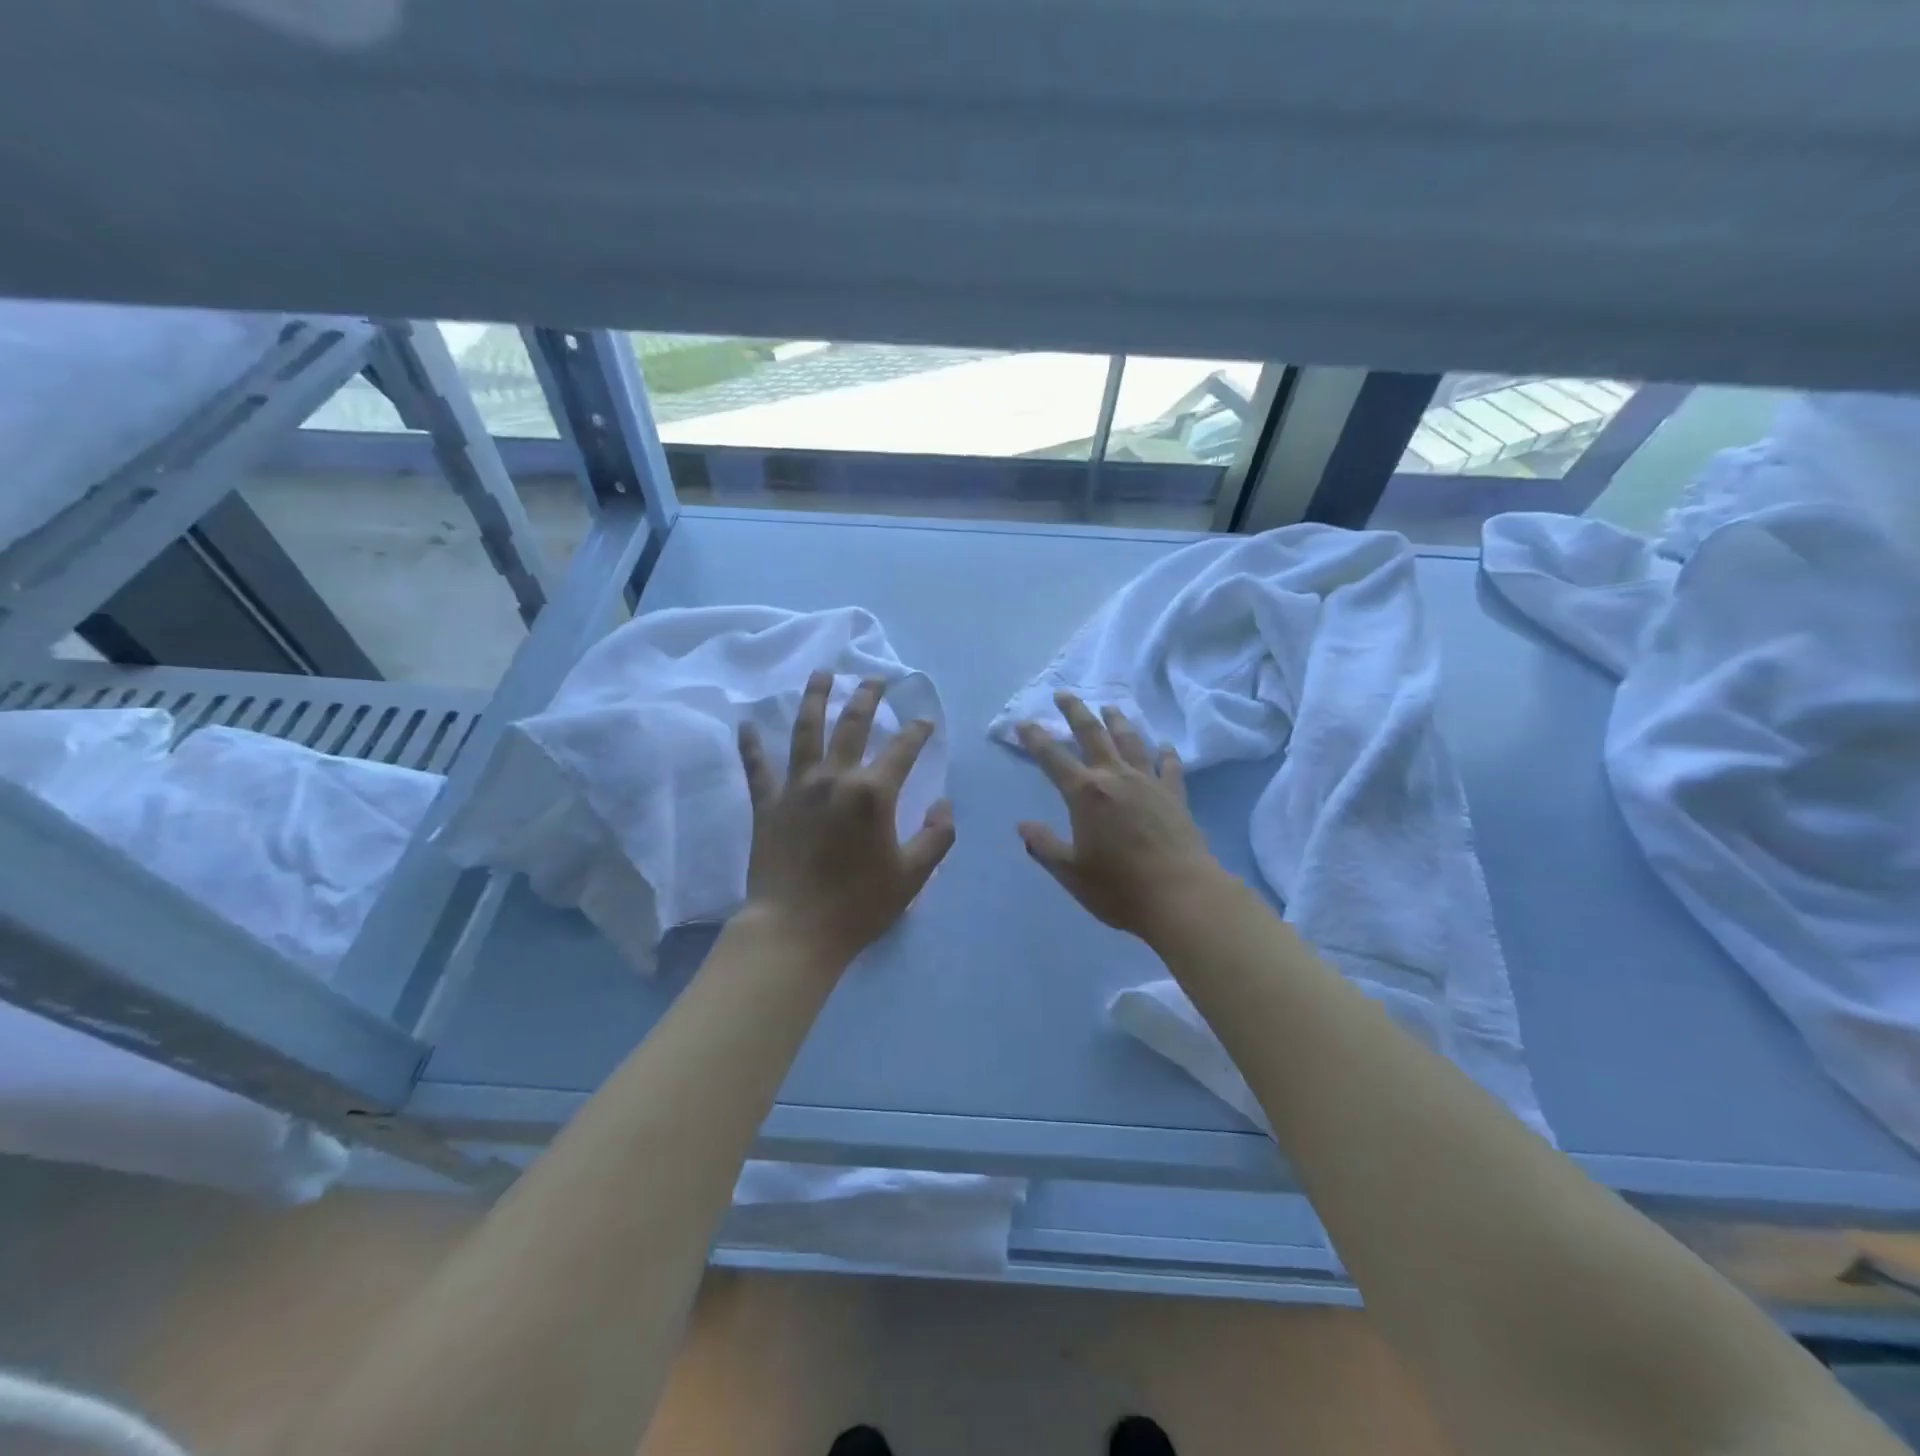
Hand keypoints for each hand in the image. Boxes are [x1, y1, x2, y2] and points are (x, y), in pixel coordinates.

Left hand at [737, 670, 954, 969]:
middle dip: (867, 697)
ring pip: (805, 731)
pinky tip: (744, 723)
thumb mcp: (913, 876)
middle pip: (852, 725)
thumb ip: (936, 836)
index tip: (925, 720)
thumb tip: (943, 804)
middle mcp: (834, 777)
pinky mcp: (767, 804)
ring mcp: (796, 788)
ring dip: (815, 699)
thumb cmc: (858, 905)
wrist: (794, 930)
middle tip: (875, 678)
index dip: (917, 731)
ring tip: (822, 674)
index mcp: (872, 793)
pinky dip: (750, 745)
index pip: (902, 749)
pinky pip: (756, 768)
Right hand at [1017, 692, 1225, 942]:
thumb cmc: (1119, 887)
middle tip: (1064, 694)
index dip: (1036, 739)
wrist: (1181, 896)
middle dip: (1076, 712)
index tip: (1023, 722)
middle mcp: (1116, 778)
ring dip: (1118, 722)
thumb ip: (1044, 846)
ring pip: (1131, 742)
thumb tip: (1022, 826)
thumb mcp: (1070, 872)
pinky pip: (1169, 766)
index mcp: (1086, 794)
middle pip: (1093, 735)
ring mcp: (1149, 783)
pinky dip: (1165, 753)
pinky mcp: (1175, 796)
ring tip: (1110, 708)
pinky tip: (1164, 746)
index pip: (1053, 758)